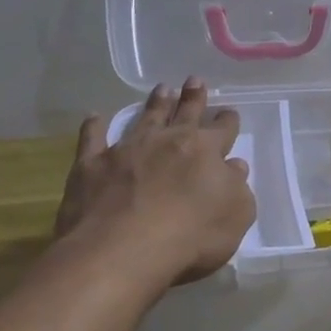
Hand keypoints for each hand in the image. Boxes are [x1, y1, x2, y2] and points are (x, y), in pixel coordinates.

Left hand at [55, 78, 255, 283]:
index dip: (228, 121)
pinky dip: (94, 127)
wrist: (121, 249)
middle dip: (193, 97)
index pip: (222, 129)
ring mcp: (127, 149)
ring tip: (161, 89)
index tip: (229, 114)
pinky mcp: (92, 164)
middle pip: (185, 112)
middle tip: (194, 81)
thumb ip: (238, 188)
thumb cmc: (189, 237)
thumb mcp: (235, 217)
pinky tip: (94, 117)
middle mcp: (168, 141)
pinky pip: (92, 138)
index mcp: (206, 151)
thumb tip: (234, 166)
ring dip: (155, 103)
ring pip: (145, 117)